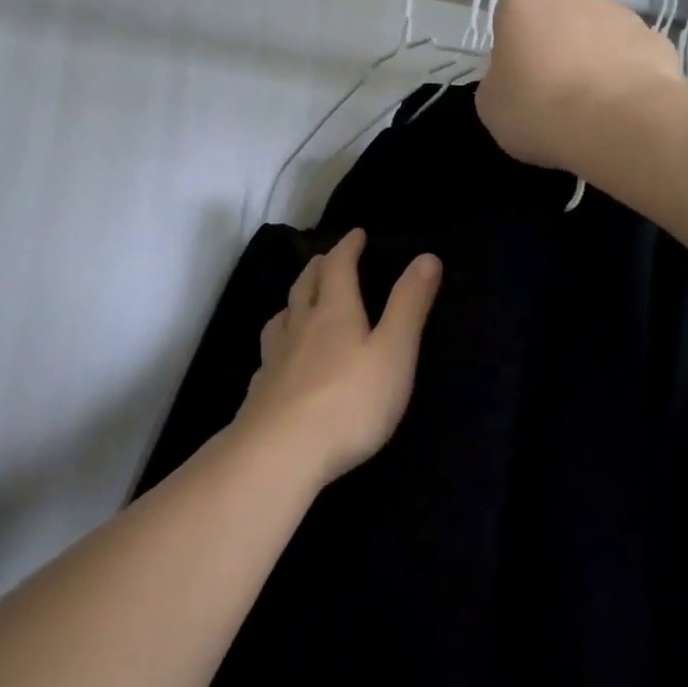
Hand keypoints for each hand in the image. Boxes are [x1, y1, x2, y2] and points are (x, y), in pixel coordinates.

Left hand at [239, 229, 441, 485]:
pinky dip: (278, 342)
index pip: (339, 267)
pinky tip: (279, 358)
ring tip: (300, 301)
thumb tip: (426, 257)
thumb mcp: (394, 352)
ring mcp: (275, 358)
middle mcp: (301, 326)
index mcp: (335, 312)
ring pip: (282, 317)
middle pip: (306, 285)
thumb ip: (409, 305)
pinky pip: (269, 353)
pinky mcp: (261, 390)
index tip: (356, 234)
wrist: (280, 452)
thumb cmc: (349, 401)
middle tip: (327, 258)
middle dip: (320, 267)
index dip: (348, 248)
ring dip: (294, 301)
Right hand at [475, 0, 686, 172]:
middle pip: (557, 18)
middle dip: (555, 46)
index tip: (517, 81)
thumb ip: (498, 81)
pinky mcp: (656, 38)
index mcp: (523, 2)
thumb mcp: (491, 106)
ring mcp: (619, 12)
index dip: (512, 49)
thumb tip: (515, 79)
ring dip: (592, 59)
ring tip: (591, 106)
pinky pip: (631, 55)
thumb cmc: (539, 110)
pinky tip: (622, 108)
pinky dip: (626, 75)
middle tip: (552, 92)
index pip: (510, 16)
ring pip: (597, 34)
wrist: (619, 124)